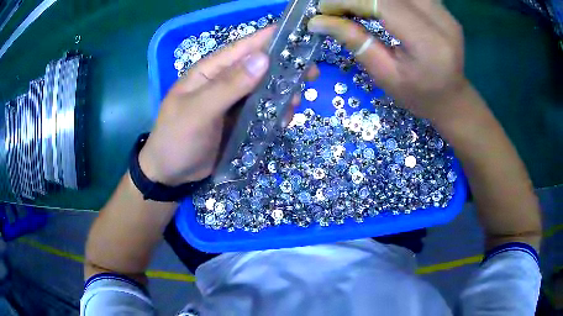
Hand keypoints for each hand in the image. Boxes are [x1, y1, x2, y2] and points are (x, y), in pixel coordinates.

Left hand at [139, 28, 318, 185]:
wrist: (170, 173)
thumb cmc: (176, 139)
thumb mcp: (198, 112)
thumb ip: (228, 86)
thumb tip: (263, 58)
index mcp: (211, 70)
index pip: (244, 46)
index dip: (272, 38)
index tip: (302, 37)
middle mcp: (225, 81)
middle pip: (261, 67)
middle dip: (286, 68)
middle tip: (310, 75)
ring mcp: (233, 101)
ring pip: (265, 89)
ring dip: (284, 93)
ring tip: (296, 103)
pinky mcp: (239, 120)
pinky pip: (262, 110)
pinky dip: (276, 113)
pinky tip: (283, 121)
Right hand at [308, 0, 468, 121]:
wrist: (452, 99)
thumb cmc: (419, 96)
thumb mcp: (385, 75)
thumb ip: (356, 42)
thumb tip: (318, 22)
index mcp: (428, 43)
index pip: (384, 4)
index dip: (350, 1)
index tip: (325, 9)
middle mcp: (441, 20)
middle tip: (337, 8)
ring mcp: (445, 12)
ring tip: (355, 7)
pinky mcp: (443, 9)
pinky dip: (388, 0)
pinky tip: (376, 6)